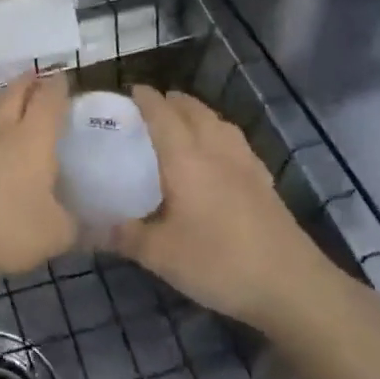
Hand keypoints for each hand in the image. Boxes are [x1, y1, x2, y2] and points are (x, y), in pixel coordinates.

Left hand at [0, 72, 76, 277]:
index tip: (63, 79)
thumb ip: (72, 224)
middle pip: (14, 93)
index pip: (49, 100)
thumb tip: (81, 221)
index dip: (58, 87)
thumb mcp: (55, 235)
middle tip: (35, 77)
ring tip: (1, 102)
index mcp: (33, 138)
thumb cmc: (5, 228)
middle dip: (28, 82)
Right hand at [111, 87, 344, 333]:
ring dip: (196, 113)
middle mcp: (215, 150)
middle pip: (192, 110)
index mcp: (186, 158)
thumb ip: (123, 236)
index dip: (144, 99)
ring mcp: (245, 163)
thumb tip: (87, 228)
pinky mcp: (264, 181)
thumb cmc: (219, 263)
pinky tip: (217, 154)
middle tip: (148, 108)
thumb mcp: (160, 255)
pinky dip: (218, 134)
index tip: (127, 92)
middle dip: (170, 101)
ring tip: (181, 122)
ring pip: (217, 122)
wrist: (292, 285)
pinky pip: (235, 141)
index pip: (161, 114)